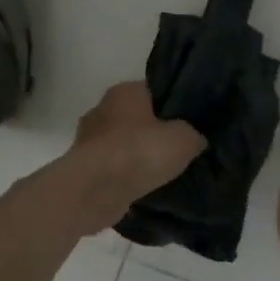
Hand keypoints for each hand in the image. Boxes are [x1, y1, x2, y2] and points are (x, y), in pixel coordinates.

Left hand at [60, 82, 206, 233]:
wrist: (96, 190)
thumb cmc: (140, 152)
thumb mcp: (185, 139)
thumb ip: (194, 135)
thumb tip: (196, 139)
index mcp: (125, 91)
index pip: (155, 91)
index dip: (174, 105)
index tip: (191, 122)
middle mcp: (102, 109)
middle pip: (137, 118)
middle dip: (154, 132)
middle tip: (179, 149)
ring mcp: (88, 139)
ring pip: (123, 144)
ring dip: (138, 157)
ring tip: (163, 173)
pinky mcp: (83, 168)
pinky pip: (112, 168)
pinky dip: (125, 176)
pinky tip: (143, 188)